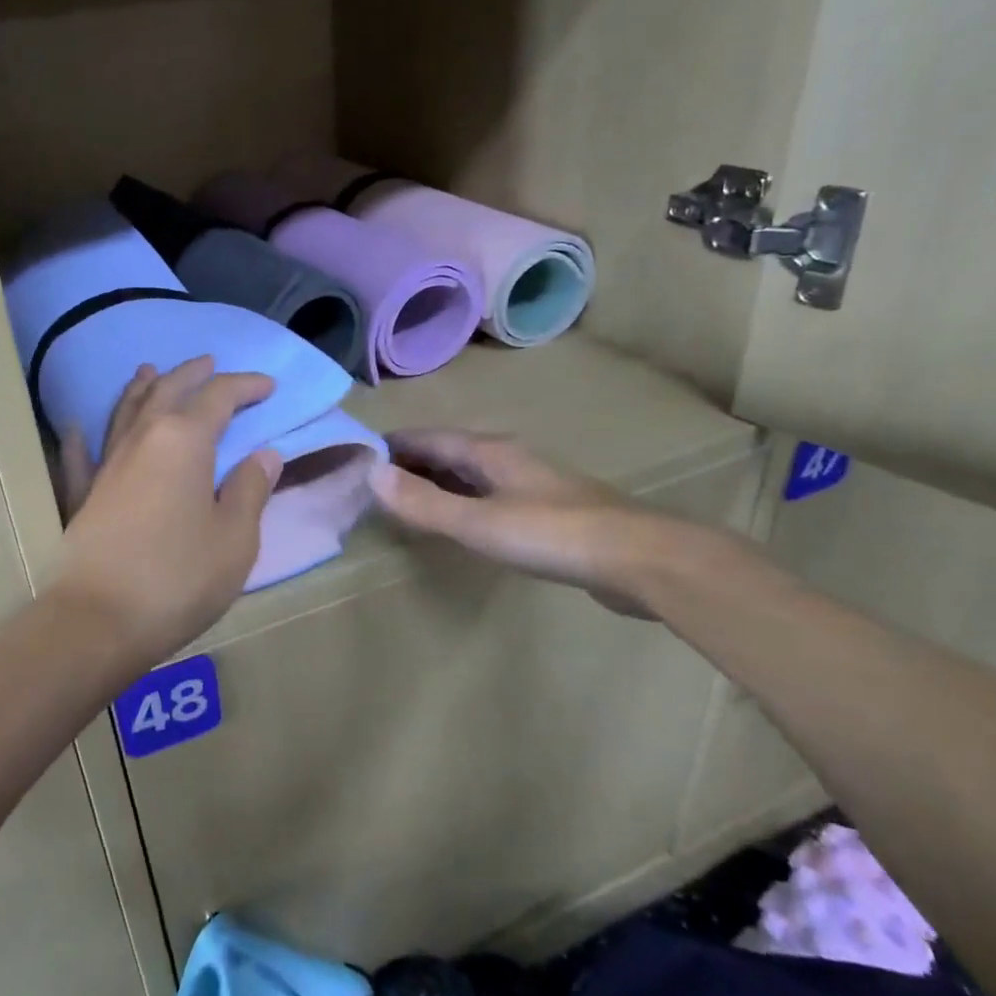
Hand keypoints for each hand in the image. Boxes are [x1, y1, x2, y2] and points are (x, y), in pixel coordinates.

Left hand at [50, 357, 282, 668]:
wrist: (98, 621)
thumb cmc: (178, 578)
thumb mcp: (235, 539)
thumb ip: (251, 490)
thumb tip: (264, 454)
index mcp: (184, 441)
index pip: (219, 397)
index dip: (245, 386)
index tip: (267, 386)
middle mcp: (142, 439)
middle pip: (167, 391)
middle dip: (192, 374)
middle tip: (211, 363)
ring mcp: (105, 465)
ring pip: (125, 411)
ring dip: (142, 387)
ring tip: (151, 370)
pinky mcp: (81, 495)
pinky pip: (80, 455)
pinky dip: (81, 438)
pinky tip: (76, 428)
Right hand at [369, 429, 678, 617]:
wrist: (639, 558)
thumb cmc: (552, 534)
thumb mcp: (477, 522)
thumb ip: (424, 502)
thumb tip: (370, 474)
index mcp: (488, 452)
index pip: (427, 438)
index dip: (391, 445)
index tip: (356, 456)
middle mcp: (506, 459)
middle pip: (447, 453)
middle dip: (410, 464)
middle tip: (371, 484)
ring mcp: (529, 484)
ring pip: (469, 475)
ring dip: (435, 483)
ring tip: (404, 502)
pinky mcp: (546, 512)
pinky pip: (487, 497)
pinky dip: (460, 502)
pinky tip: (457, 522)